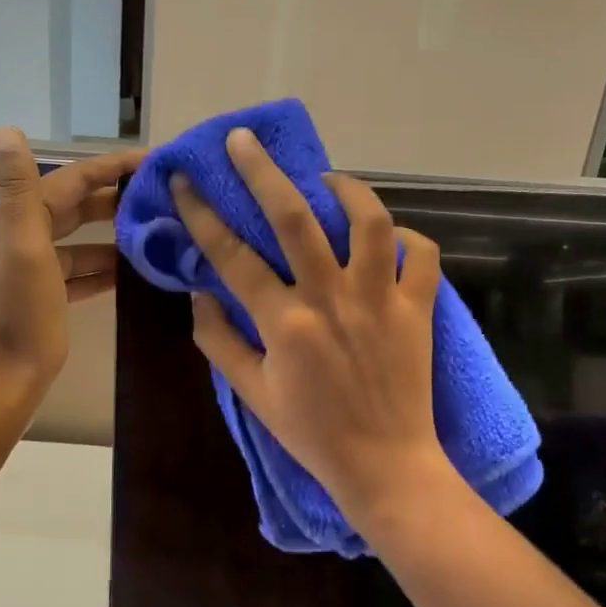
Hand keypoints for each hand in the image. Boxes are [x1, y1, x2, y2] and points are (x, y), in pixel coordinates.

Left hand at [0, 129, 144, 400]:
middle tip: (160, 196)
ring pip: (78, 242)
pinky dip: (102, 268)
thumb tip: (6, 129)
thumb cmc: (19, 316)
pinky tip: (131, 271)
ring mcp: (28, 270)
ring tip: (155, 232)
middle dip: (114, 199)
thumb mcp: (23, 248)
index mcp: (11, 221)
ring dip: (112, 235)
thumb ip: (18, 188)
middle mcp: (16, 238)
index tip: (151, 160)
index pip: (67, 181)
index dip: (108, 167)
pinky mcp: (41, 298)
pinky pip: (77, 272)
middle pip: (73, 208)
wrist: (2, 384)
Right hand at [172, 128, 450, 517]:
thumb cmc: (312, 433)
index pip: (232, 255)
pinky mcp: (418, 308)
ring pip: (368, 221)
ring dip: (345, 188)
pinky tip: (386, 236)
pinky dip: (406, 236)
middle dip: (263, 171)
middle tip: (243, 140)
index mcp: (284, 323)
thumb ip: (218, 342)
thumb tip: (199, 296)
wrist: (385, 466)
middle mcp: (331, 299)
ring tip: (326, 179)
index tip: (184, 182)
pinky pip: (422, 254)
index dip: (202, 214)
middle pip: (295, 217)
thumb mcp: (252, 394)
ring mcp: (380, 300)